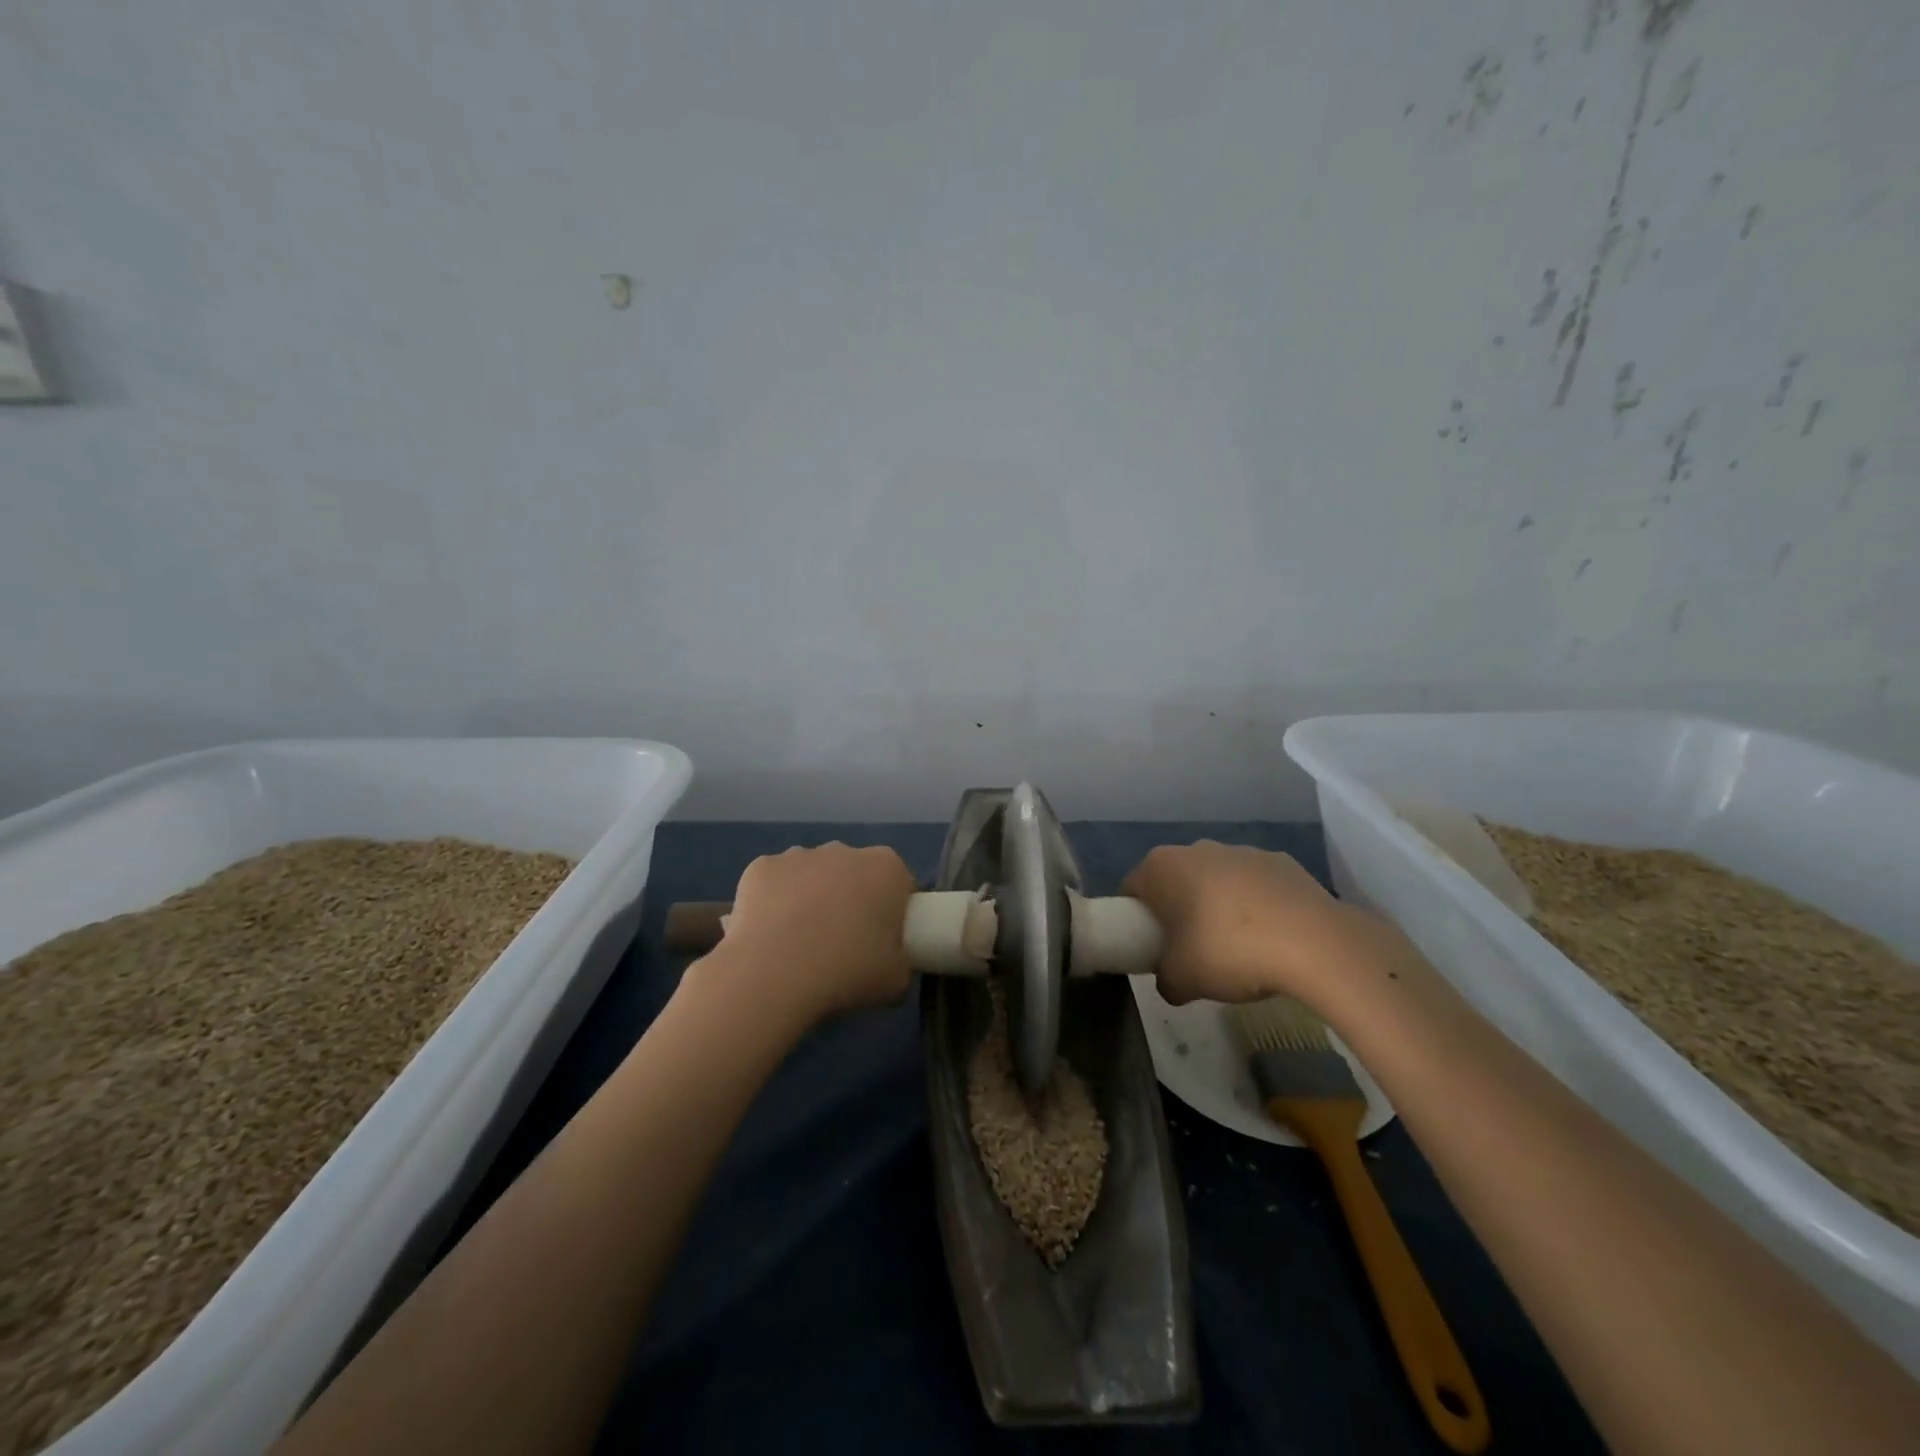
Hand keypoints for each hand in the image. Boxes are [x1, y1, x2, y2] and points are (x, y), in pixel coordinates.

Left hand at [712, 843, 917, 1026]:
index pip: (899, 883)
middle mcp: (844, 851)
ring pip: (812, 874)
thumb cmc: (846, 972)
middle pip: (854, 872)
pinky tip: (768, 933)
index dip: (892, 910)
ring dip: (811, 897)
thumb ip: (900, 961)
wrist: (774, 974)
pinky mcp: (761, 866)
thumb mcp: (896, 980)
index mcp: (886, 869)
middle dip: (850, 898)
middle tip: (841, 943)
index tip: (881, 939)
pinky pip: (774, 882)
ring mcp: (799, 854)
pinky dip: (773, 901)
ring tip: (798, 942)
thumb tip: (890, 961)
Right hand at [1122, 840, 1389, 1007]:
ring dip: (1217, 905)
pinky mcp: (1282, 861)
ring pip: (1216, 879)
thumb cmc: (1229, 952)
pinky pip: (1256, 885)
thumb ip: (1165, 980)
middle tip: (1188, 949)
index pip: (1132, 889)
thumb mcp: (1182, 980)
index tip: (1148, 947)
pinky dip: (1257, 905)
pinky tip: (1272, 936)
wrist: (1314, 943)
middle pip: (1175, 880)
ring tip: (1237, 946)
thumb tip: (1170, 981)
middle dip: (1177, 909)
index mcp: (1162, 867)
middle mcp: (1197, 848)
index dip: (1134, 919)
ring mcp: (1242, 851)